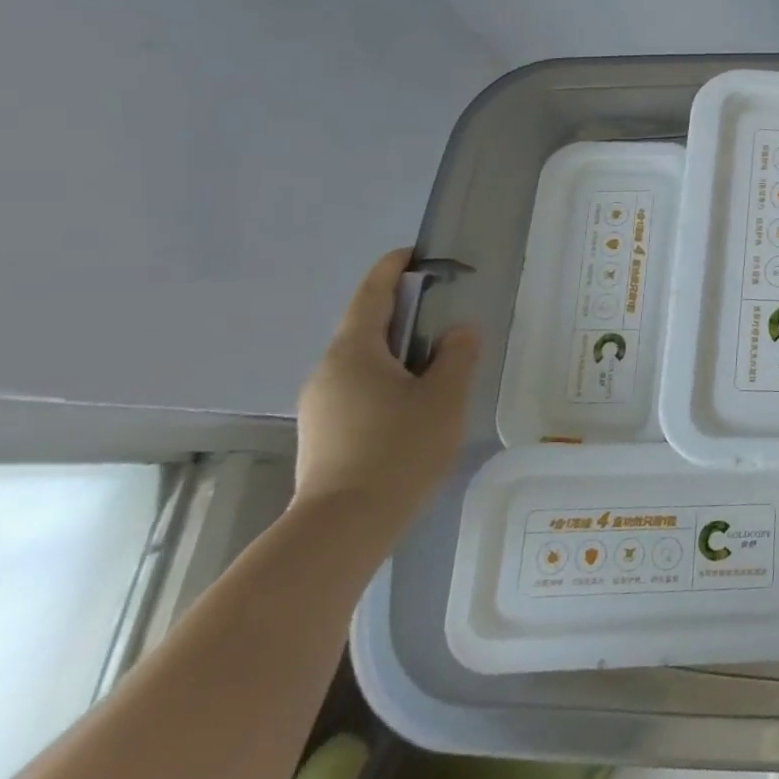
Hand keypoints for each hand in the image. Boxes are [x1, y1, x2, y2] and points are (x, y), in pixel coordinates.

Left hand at [292, 249, 478, 535]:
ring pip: (364, 361)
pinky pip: (359, 388)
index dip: (391, 269)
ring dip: (398, 351)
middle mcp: (328, 370)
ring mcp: (320, 403)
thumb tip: (458, 332)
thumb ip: (456, 356)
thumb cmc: (398, 449)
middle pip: (367, 328)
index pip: (371, 295)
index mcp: (354, 352)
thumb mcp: (444, 397)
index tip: (414, 253)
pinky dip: (388, 380)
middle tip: (444, 313)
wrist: (344, 525)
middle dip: (403, 313)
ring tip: (438, 362)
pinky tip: (415, 402)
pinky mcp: (324, 431)